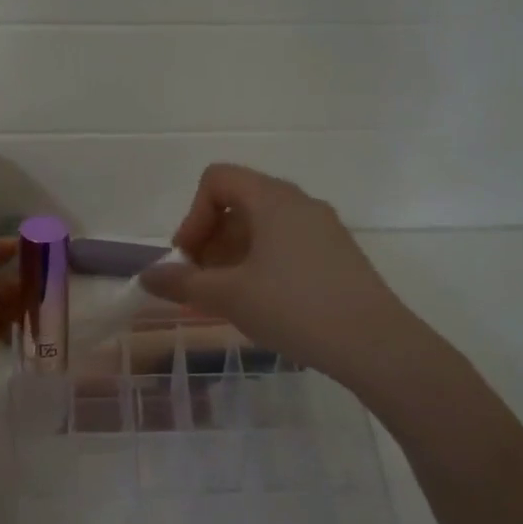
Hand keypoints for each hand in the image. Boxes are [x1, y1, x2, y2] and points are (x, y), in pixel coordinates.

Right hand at [140, 163, 410, 387]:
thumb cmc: (294, 308)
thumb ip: (182, 283)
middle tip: (201, 282)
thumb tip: (147, 277)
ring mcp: (323, 228)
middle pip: (239, 201)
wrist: (375, 344)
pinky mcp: (337, 253)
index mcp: (273, 199)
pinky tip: (261, 302)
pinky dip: (261, 263)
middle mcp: (300, 203)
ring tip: (227, 297)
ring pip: (263, 225)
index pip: (217, 179)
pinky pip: (286, 244)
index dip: (193, 215)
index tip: (189, 258)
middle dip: (210, 238)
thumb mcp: (229, 296)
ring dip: (233, 254)